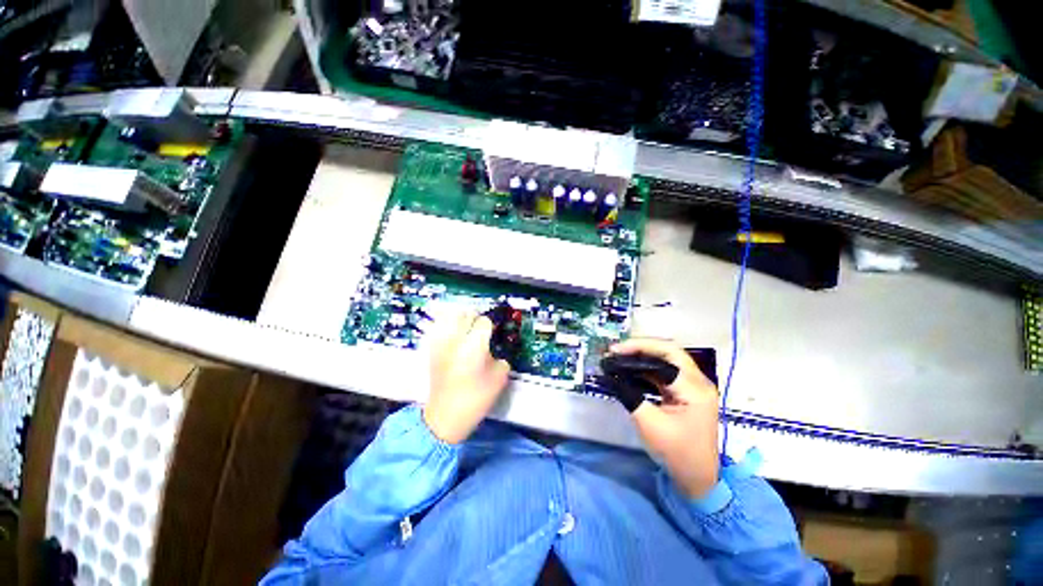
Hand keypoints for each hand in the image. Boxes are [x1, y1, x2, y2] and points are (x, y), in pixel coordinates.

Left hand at [424, 312, 510, 443]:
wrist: (445, 416)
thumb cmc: (476, 398)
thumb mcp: (499, 379)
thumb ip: (500, 359)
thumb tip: (492, 351)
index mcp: (474, 345)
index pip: (484, 322)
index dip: (490, 327)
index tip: (491, 335)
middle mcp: (456, 339)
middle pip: (466, 314)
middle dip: (475, 320)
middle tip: (479, 332)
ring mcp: (441, 343)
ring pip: (450, 317)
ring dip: (460, 319)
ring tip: (465, 329)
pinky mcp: (431, 350)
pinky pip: (438, 328)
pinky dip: (446, 326)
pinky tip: (452, 336)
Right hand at [610, 338, 720, 497]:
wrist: (697, 479)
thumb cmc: (676, 453)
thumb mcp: (648, 422)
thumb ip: (628, 394)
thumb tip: (609, 374)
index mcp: (695, 388)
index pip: (666, 355)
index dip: (638, 348)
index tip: (614, 351)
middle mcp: (699, 381)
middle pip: (669, 351)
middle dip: (641, 346)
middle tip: (617, 349)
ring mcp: (694, 386)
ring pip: (667, 359)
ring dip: (643, 355)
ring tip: (620, 356)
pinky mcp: (686, 391)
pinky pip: (665, 371)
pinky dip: (647, 367)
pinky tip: (631, 369)